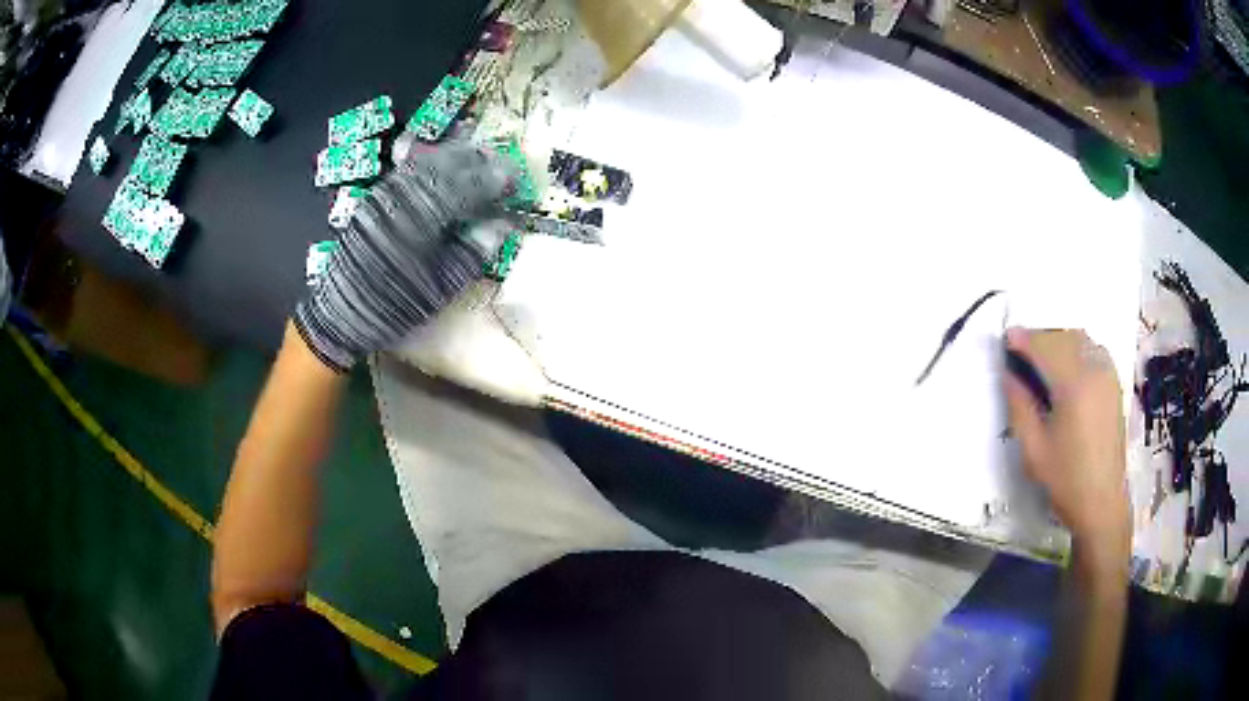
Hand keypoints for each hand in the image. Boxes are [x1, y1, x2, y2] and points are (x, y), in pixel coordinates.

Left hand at [293, 143, 514, 371]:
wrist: (340, 314)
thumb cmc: (393, 306)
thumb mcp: (439, 288)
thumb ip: (472, 253)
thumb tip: (501, 226)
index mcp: (422, 220)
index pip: (466, 187)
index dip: (493, 180)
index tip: (515, 178)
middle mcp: (403, 198)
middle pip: (445, 166)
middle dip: (476, 161)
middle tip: (501, 162)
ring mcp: (385, 195)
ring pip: (425, 163)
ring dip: (453, 157)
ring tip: (477, 158)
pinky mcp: (374, 200)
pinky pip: (406, 171)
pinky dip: (428, 163)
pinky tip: (440, 165)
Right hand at [1004, 328, 1130, 577]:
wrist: (1102, 503)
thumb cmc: (1065, 480)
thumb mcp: (1033, 450)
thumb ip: (1019, 406)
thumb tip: (1009, 374)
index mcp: (1074, 386)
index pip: (1045, 347)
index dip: (1023, 340)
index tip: (1006, 339)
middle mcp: (1095, 371)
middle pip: (1063, 337)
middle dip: (1040, 338)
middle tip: (1020, 353)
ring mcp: (1108, 376)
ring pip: (1080, 339)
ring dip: (1058, 341)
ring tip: (1041, 360)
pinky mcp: (1114, 384)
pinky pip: (1093, 350)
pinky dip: (1076, 349)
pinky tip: (1066, 368)